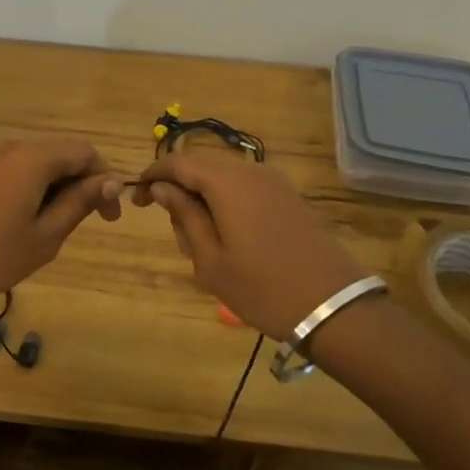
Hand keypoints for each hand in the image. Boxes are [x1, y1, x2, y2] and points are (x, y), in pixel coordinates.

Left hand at [0, 137, 123, 315]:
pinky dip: (32, 189)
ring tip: (56, 227)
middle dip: (82, 183)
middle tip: (89, 222)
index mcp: (33, 157)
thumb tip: (110, 180)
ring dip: (57, 187)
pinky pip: (15, 170)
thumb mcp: (45, 235)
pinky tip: (25, 222)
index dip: (105, 179)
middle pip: (60, 153)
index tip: (110, 216)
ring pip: (37, 163)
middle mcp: (11, 147)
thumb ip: (79, 203)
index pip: (84, 152)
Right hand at [133, 152, 367, 339]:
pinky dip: (226, 204)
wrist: (332, 306)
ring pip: (223, 179)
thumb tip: (161, 188)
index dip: (152, 176)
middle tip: (177, 235)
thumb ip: (183, 215)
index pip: (177, 162)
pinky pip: (245, 188)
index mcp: (226, 182)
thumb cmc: (262, 288)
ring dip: (203, 200)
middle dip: (179, 192)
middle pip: (201, 167)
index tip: (137, 201)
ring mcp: (273, 182)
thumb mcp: (210, 259)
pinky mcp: (288, 197)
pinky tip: (230, 240)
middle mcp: (250, 171)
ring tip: (203, 246)